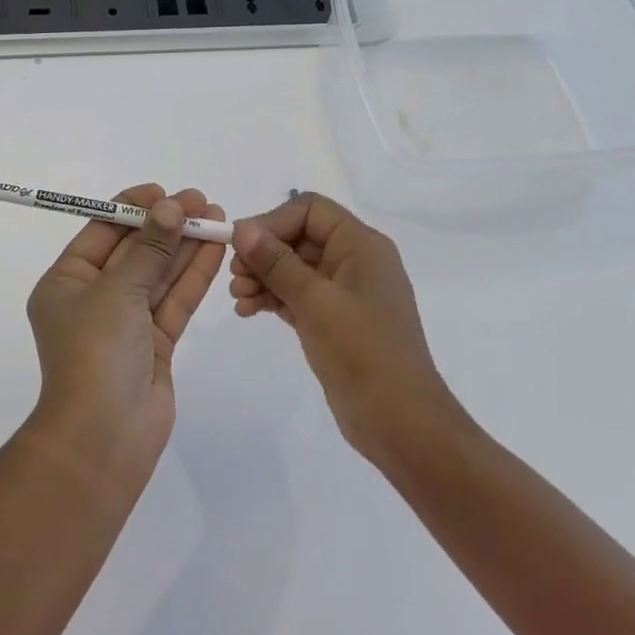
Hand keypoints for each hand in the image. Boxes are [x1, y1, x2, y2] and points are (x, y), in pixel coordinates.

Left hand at [25, 185, 226, 481]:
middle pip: (134, 251)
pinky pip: (174, 301)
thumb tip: (170, 207)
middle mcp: (93, 299)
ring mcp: (126, 323)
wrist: (103, 438)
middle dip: (166, 225)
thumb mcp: (117, 291)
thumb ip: (149, 248)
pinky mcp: (154, 344)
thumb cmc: (94, 352)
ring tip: (217, 218)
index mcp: (66, 283)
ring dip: (185, 246)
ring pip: (159, 275)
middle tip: (201, 201)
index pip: (101, 233)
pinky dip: (193, 276)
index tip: (163, 192)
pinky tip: (216, 250)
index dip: (132, 208)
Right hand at [230, 193, 461, 459]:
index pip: (310, 210)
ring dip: (262, 276)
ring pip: (293, 267)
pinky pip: (296, 294)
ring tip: (238, 297)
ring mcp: (343, 292)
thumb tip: (241, 228)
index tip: (241, 246)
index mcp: (361, 245)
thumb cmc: (363, 352)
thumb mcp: (316, 302)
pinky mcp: (333, 320)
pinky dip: (271, 297)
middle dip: (263, 252)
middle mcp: (354, 261)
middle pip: (298, 237)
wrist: (400, 423)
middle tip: (234, 275)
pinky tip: (247, 310)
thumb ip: (277, 263)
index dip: (273, 221)